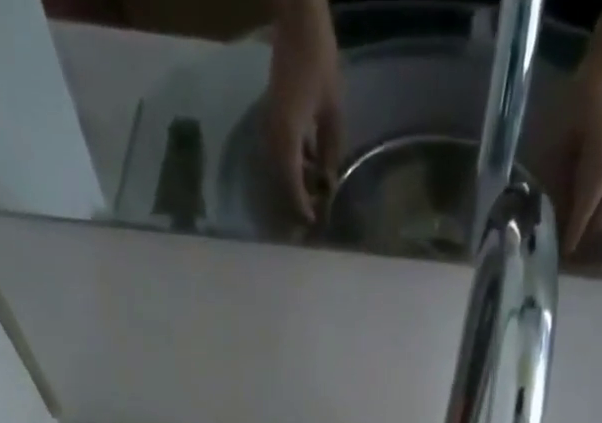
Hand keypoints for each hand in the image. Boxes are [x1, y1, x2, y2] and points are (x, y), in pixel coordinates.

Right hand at [264, 0, 343, 223]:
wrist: (298, 22)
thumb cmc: (320, 63)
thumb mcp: (332, 113)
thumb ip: (330, 151)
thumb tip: (328, 182)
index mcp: (287, 135)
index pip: (291, 182)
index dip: (301, 204)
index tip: (311, 222)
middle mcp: (273, 134)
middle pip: (282, 178)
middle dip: (297, 198)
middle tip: (313, 214)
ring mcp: (269, 124)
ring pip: (281, 165)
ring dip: (295, 181)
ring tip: (314, 194)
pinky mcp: (272, 116)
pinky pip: (281, 150)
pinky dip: (294, 163)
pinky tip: (310, 168)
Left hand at [556, 54, 601, 255]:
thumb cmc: (585, 98)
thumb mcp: (563, 138)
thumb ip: (558, 174)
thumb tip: (549, 203)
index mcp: (601, 172)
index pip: (583, 214)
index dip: (572, 235)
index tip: (563, 254)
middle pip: (600, 216)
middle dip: (584, 231)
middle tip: (566, 243)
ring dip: (593, 218)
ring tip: (575, 228)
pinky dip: (599, 204)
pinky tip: (586, 206)